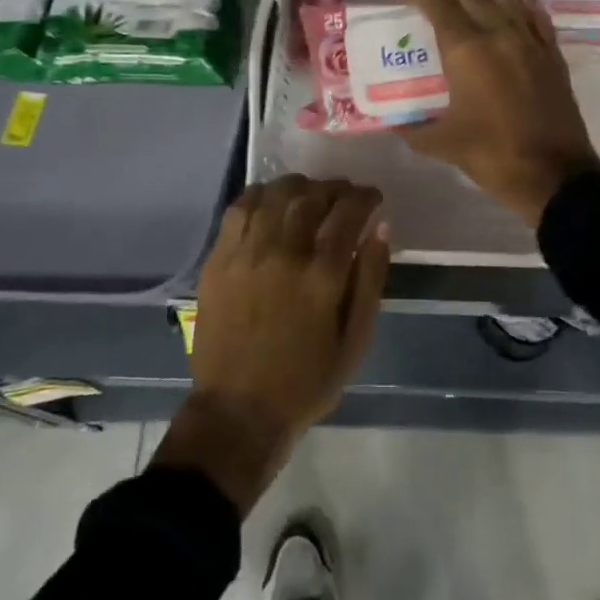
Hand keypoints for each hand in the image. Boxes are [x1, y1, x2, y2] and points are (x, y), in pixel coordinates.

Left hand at [152, 176, 390, 513]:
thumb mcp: (355, 341)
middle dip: (335, 188)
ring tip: (310, 194)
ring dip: (299, 187)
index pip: (348, 213)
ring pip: (275, 195)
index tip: (373, 198)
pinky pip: (240, 209)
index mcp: (321, 276)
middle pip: (312, 197)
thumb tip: (380, 229)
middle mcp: (283, 253)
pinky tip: (272, 201)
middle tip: (345, 195)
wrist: (237, 412)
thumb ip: (370, 280)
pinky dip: (260, 195)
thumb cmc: (305, 381)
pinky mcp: (219, 259)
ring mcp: (246, 253)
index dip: (365, 198)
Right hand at [399, 0, 599, 225]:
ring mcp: (530, 38)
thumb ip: (413, 129)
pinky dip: (513, 5)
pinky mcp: (552, 50)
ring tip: (464, 2)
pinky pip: (531, 12)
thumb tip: (395, 123)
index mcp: (466, 49)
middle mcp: (498, 31)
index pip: (436, 0)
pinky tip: (504, 16)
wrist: (556, 175)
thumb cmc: (493, 155)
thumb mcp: (442, 144)